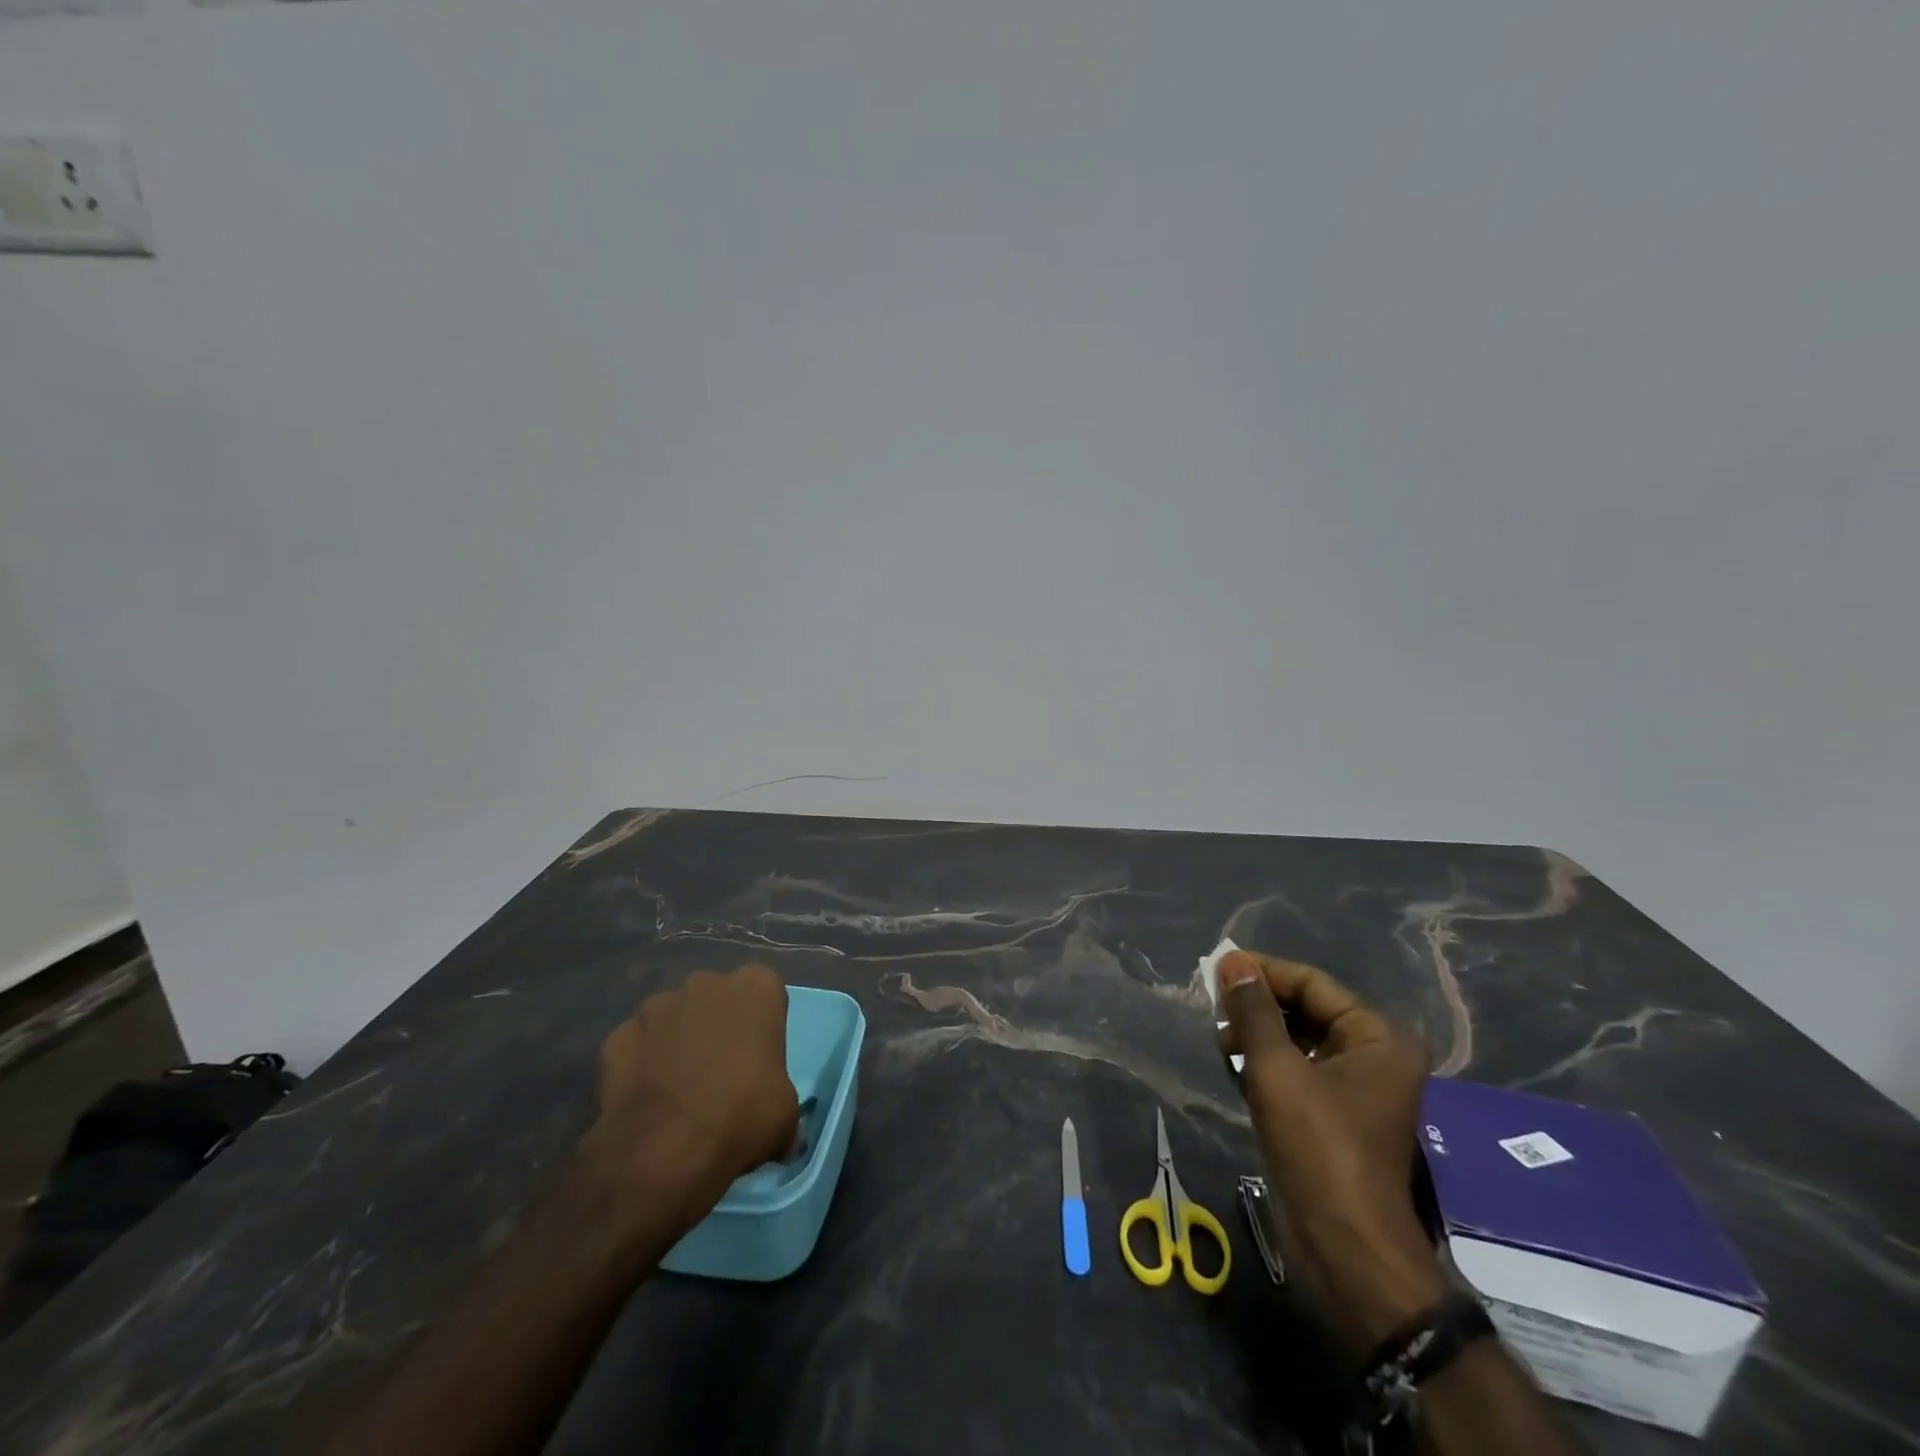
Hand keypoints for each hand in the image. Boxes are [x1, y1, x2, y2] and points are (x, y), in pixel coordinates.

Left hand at [579, 964, 798, 1235]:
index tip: (759, 1059)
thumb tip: (781, 1129)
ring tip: (679, 1088)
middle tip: (721, 1072)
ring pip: (674, 1016)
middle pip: (717, 998)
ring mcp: (657, 1007)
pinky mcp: (618, 1036)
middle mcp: (706, 983)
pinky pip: (638, 1043)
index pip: (765, 993)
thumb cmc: (741, 1119)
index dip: (762, 1025)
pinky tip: (647, 1097)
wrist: (664, 1156)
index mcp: (756, 988)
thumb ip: (781, 1098)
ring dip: (678, 1040)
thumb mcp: (785, 1115)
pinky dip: (642, 1062)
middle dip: (718, 1024)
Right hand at [1218, 950, 1447, 1351]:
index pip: (1312, 984)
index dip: (1263, 972)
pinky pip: (1298, 1069)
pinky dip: (1266, 1060)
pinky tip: (1234, 1061)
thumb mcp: (1276, 1070)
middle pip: (1307, 1009)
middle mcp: (1374, 1056)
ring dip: (1259, 1032)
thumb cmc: (1318, 1148)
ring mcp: (1357, 1088)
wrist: (1345, 1248)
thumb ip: (1253, 1010)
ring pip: (1299, 1039)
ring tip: (1220, 1036)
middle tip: (1213, 1004)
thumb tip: (1232, 961)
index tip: (1217, 968)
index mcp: (1378, 1038)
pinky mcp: (1336, 1115)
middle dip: (1259, 1004)